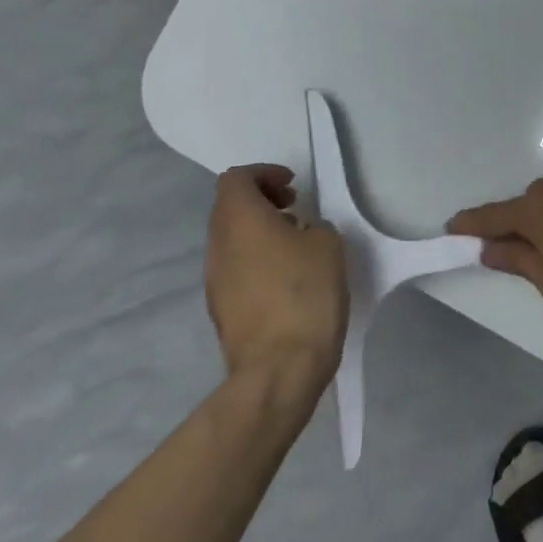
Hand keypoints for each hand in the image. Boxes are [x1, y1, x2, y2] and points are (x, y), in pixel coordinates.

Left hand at [205, 165, 347, 386]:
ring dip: (260, 232)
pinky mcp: (221, 308)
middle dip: (262, 201)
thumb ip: (313, 227)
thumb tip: (300, 234)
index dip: (264, 174)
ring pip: (231, 240)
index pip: (236, 178)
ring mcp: (214, 280)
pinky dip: (257, 259)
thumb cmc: (306, 294)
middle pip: (229, 208)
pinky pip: (236, 268)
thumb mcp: (328, 245)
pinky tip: (288, 278)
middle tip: (296, 209)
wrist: (280, 367)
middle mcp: (218, 245)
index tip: (293, 185)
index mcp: (239, 220)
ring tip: (297, 245)